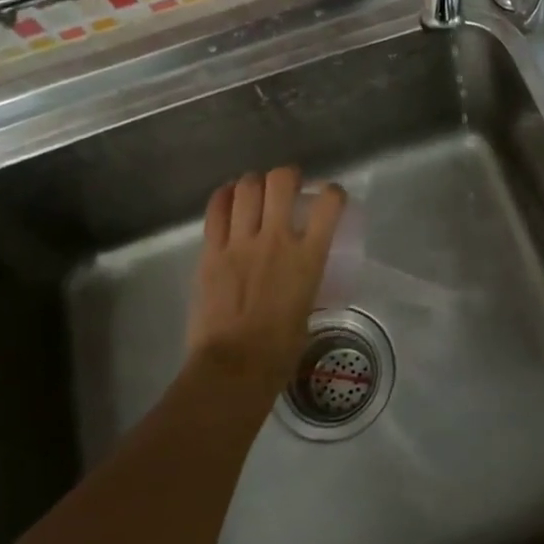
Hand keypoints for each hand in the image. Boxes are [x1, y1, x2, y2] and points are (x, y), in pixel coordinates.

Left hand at [187, 168, 346, 388]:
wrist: (234, 367)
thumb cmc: (279, 351)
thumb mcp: (306, 309)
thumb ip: (304, 282)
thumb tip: (298, 277)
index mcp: (308, 257)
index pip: (329, 203)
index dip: (332, 192)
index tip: (329, 197)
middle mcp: (277, 240)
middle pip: (282, 180)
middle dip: (287, 176)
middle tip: (287, 187)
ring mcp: (240, 242)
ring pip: (247, 187)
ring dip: (254, 183)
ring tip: (255, 191)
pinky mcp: (211, 251)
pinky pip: (216, 210)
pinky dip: (224, 197)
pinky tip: (228, 199)